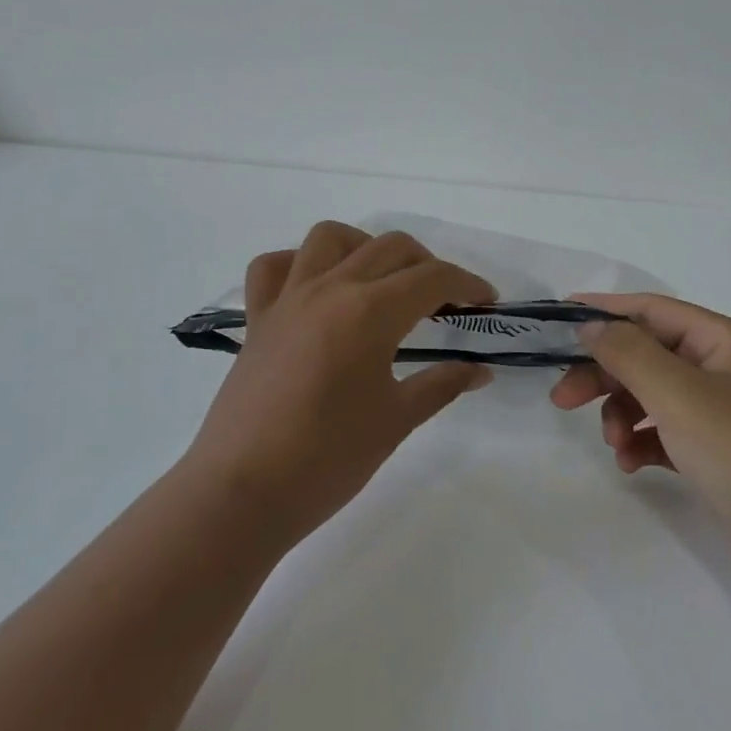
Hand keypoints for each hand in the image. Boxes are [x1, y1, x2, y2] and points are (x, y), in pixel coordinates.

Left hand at [185, 222, 496, 546]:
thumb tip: (480, 370)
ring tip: (382, 283)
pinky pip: (273, 267)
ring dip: (366, 247)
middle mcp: (329, 289)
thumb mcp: (396, 420)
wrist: (244, 492)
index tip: (486, 302)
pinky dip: (298, 265)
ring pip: (329, 238)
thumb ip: (442, 385)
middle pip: (390, 247)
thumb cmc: (328, 459)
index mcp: (370, 311)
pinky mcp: (257, 319)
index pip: (432, 277)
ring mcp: (288, 299)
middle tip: (445, 302)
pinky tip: (318, 290)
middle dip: (427, 265)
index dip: (468, 284)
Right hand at [549, 293, 730, 614]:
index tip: (557, 320)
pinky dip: (643, 443)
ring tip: (614, 444)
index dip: (604, 311)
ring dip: (623, 414)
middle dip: (605, 374)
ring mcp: (723, 416)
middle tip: (562, 398)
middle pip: (647, 355)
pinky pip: (666, 435)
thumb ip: (628, 353)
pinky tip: (632, 464)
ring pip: (653, 397)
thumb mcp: (679, 393)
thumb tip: (590, 325)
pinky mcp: (719, 457)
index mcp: (722, 341)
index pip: (651, 310)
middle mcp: (723, 370)